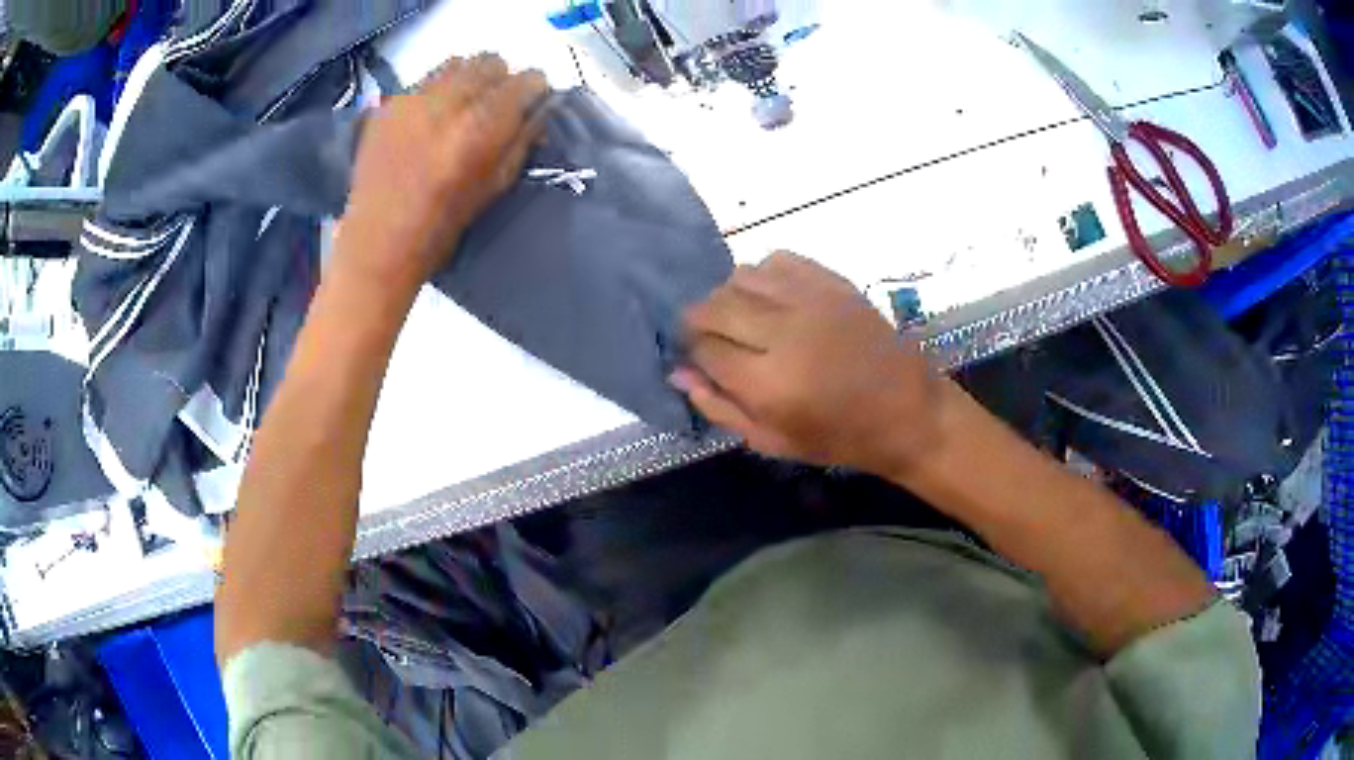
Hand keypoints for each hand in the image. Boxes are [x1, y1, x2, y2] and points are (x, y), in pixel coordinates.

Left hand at [338, 53, 547, 290]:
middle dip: (502, 79)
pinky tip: (433, 114)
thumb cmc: (443, 225)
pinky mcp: (389, 103)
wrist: (379, 242)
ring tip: (464, 104)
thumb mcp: (496, 186)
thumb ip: (523, 140)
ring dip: (469, 77)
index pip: (526, 80)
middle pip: (491, 62)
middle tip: (498, 104)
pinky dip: (438, 87)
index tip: (533, 103)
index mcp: (482, 125)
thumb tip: (539, 110)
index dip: (536, 89)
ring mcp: (414, 98)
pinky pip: (425, 79)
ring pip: (457, 62)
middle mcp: (449, 100)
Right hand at [673, 252, 942, 474]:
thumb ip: (720, 407)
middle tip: (707, 337)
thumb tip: (678, 372)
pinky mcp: (832, 282)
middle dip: (698, 321)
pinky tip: (770, 298)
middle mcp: (785, 332)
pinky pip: (777, 260)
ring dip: (728, 296)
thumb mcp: (772, 442)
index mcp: (769, 383)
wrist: (908, 411)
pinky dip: (763, 275)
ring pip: (741, 276)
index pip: (703, 349)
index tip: (694, 358)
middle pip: (714, 306)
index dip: (690, 353)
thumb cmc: (839, 437)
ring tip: (740, 317)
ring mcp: (811, 300)